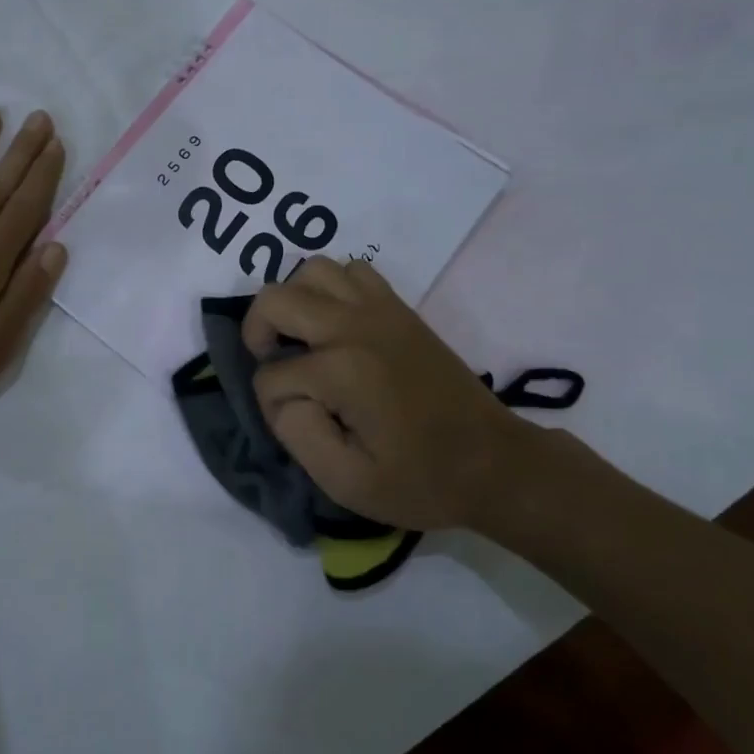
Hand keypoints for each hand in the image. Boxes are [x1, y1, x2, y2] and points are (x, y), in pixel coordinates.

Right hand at [244, 258, 538, 531]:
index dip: (271, 405)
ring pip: (312, 270)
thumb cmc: (421, 481)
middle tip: (272, 362)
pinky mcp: (399, 308)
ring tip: (299, 337)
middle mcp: (355, 326)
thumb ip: (297, 435)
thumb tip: (282, 397)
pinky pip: (352, 271)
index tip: (299, 428)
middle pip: (276, 299)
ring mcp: (380, 309)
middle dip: (258, 331)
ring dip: (293, 300)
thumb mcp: (347, 483)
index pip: (271, 375)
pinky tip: (334, 323)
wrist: (495, 464)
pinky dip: (331, 287)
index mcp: (342, 370)